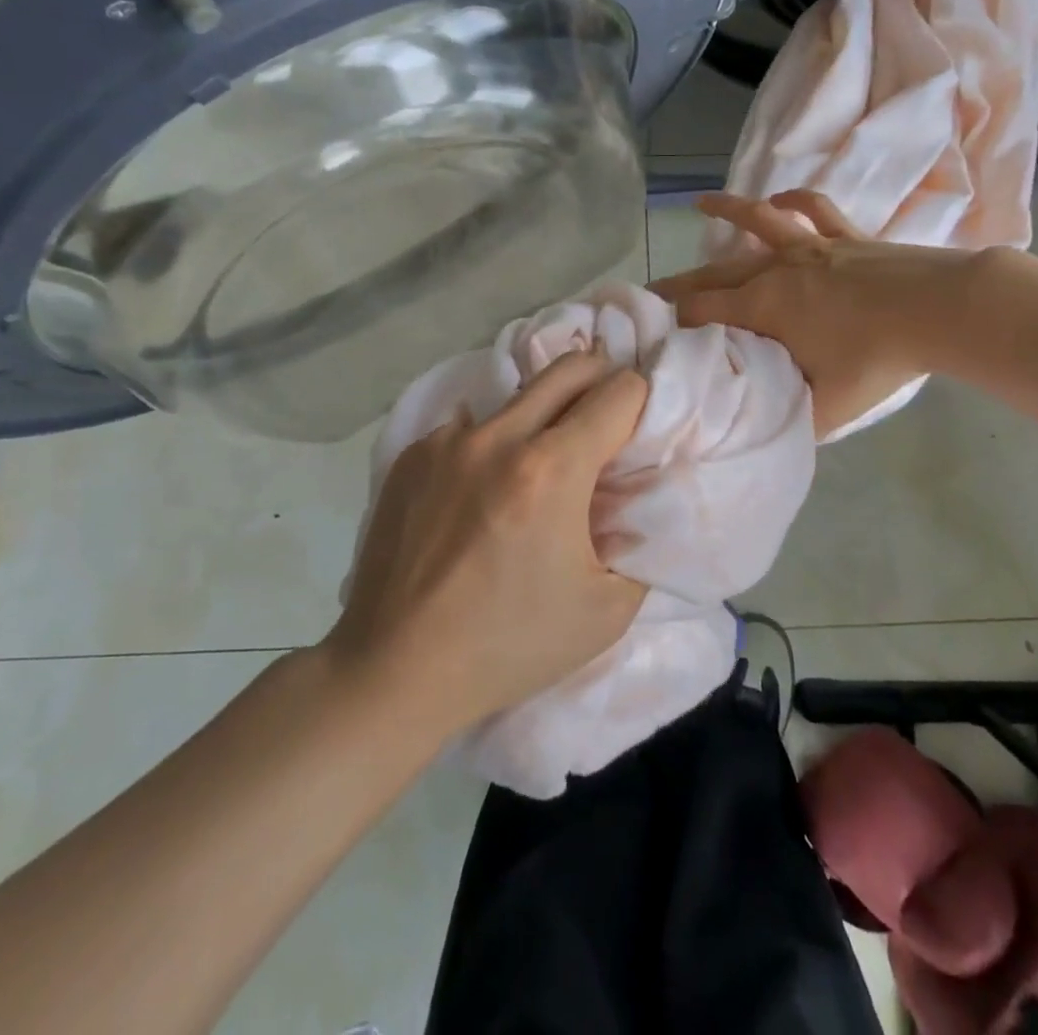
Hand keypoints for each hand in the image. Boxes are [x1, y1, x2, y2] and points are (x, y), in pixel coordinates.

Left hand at [328, 351, 650, 732]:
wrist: (396, 669)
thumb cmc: (510, 645)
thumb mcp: (607, 610)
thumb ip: (639, 540)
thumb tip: (637, 497)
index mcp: (551, 470)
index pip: (618, 391)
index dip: (641, 406)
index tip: (637, 436)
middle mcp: (497, 437)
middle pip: (570, 367)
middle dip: (601, 383)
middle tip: (605, 426)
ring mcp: (448, 441)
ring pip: (518, 395)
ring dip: (545, 416)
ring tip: (540, 469)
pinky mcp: (412, 454)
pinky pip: (472, 427)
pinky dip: (494, 445)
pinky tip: (483, 494)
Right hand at [651, 191, 968, 436]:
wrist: (939, 310)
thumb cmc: (877, 359)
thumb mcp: (828, 408)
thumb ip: (792, 420)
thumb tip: (766, 432)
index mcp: (763, 307)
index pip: (703, 312)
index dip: (673, 321)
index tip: (651, 328)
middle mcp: (776, 270)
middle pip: (716, 271)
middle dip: (681, 281)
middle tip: (652, 288)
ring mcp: (811, 247)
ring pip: (758, 222)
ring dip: (727, 211)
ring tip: (702, 203)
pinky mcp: (845, 236)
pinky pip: (813, 209)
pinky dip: (793, 200)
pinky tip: (780, 199)